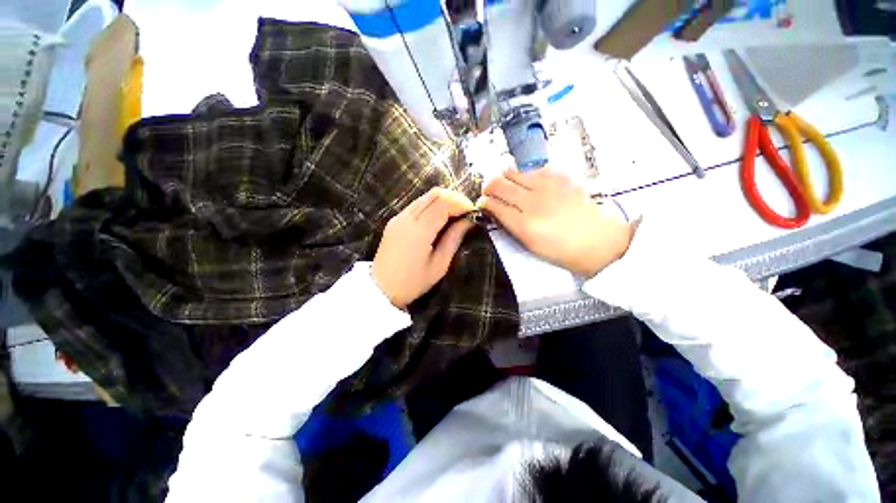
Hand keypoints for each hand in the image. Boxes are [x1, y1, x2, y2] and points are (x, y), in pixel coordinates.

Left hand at [372, 188, 475, 308]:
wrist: (381, 289)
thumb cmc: (413, 282)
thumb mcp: (439, 265)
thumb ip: (454, 239)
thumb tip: (468, 221)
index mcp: (419, 230)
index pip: (444, 203)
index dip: (461, 203)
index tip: (473, 213)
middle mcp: (407, 217)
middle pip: (435, 194)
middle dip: (454, 198)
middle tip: (466, 212)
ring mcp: (399, 217)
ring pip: (425, 197)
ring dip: (443, 201)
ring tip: (455, 215)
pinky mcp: (395, 220)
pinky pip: (417, 204)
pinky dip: (432, 205)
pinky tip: (439, 219)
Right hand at [478, 168, 633, 277]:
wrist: (598, 240)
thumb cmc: (560, 250)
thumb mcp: (529, 245)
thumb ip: (508, 224)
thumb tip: (492, 208)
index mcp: (524, 225)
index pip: (494, 205)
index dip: (483, 202)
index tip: (481, 202)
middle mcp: (533, 202)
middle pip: (499, 184)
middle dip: (488, 187)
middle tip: (489, 192)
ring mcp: (548, 186)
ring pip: (513, 171)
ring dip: (504, 178)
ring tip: (506, 186)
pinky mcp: (560, 176)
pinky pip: (532, 169)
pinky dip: (523, 175)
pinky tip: (526, 183)